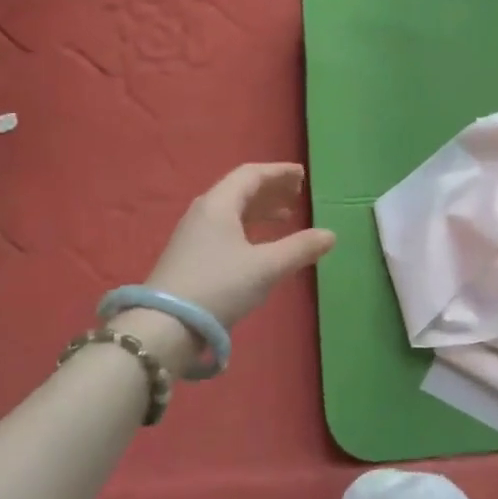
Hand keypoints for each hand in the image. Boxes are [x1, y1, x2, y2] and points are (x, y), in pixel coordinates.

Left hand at [146, 163, 335, 329]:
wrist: (167, 325)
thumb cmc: (220, 286)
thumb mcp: (267, 267)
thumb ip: (300, 248)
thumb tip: (330, 235)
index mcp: (219, 205)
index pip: (251, 175)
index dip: (278, 172)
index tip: (302, 175)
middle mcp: (204, 213)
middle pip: (240, 190)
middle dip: (271, 190)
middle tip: (297, 194)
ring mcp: (194, 235)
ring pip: (232, 211)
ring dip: (261, 210)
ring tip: (286, 217)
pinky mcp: (191, 257)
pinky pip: (225, 229)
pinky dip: (249, 228)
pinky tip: (260, 244)